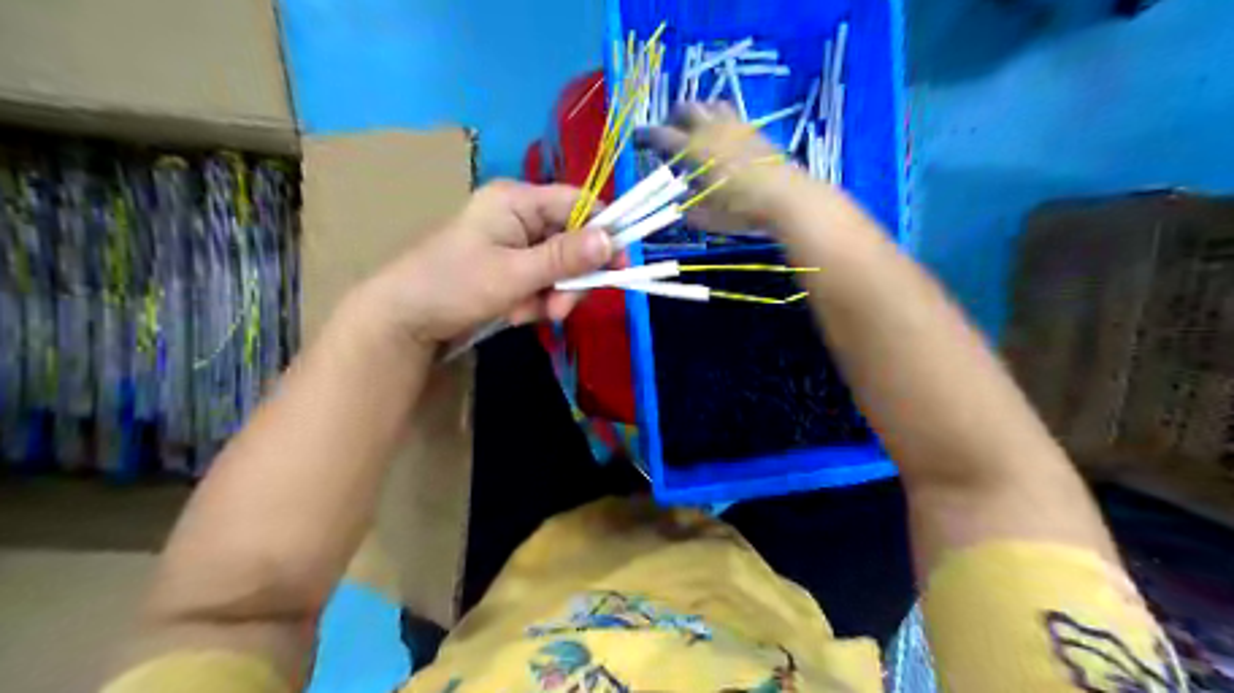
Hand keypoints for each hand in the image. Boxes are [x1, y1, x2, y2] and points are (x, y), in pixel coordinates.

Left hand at [362, 179, 617, 342]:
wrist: (402, 319)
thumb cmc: (454, 285)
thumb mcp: (514, 274)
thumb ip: (565, 258)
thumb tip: (612, 240)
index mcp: (517, 200)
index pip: (578, 203)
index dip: (604, 231)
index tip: (620, 265)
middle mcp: (519, 215)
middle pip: (572, 240)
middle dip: (570, 278)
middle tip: (560, 309)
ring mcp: (513, 243)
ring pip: (559, 266)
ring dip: (552, 295)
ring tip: (529, 315)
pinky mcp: (508, 267)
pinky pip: (541, 281)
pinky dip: (536, 301)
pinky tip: (517, 314)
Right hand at [643, 104, 805, 229]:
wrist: (786, 197)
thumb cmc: (741, 210)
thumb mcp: (708, 217)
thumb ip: (689, 210)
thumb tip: (678, 206)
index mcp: (694, 149)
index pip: (662, 135)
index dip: (647, 135)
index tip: (638, 138)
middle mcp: (712, 130)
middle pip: (686, 108)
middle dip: (673, 117)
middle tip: (669, 132)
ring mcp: (735, 126)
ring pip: (710, 104)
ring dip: (699, 113)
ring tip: (697, 130)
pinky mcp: (753, 129)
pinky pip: (731, 113)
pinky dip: (719, 119)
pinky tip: (723, 136)